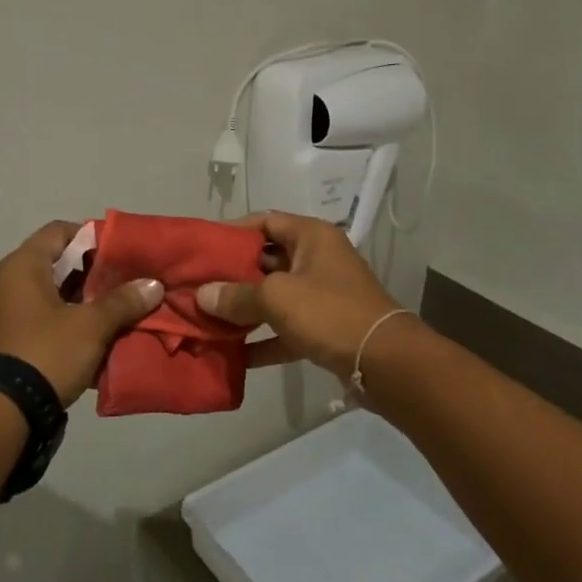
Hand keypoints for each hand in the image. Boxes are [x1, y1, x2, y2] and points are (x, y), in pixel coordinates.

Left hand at [0, 221, 163, 403]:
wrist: (1, 412)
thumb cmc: (46, 353)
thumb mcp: (92, 326)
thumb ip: (123, 301)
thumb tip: (154, 284)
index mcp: (22, 266)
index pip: (59, 231)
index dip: (92, 237)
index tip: (120, 253)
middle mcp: (6, 283)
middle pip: (55, 263)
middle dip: (91, 273)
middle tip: (124, 283)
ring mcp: (1, 314)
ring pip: (49, 294)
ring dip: (80, 300)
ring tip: (115, 311)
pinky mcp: (3, 341)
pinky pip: (40, 319)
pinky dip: (64, 321)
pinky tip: (92, 337)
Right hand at [197, 211, 403, 378]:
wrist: (384, 360)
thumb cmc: (329, 312)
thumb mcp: (277, 297)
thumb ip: (236, 295)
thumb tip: (202, 295)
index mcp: (311, 236)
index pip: (266, 221)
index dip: (233, 231)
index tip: (203, 247)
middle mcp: (317, 259)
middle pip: (266, 260)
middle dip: (232, 275)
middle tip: (197, 286)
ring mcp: (322, 295)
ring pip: (274, 297)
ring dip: (244, 310)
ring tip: (207, 318)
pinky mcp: (324, 328)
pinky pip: (285, 328)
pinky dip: (263, 339)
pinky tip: (234, 355)